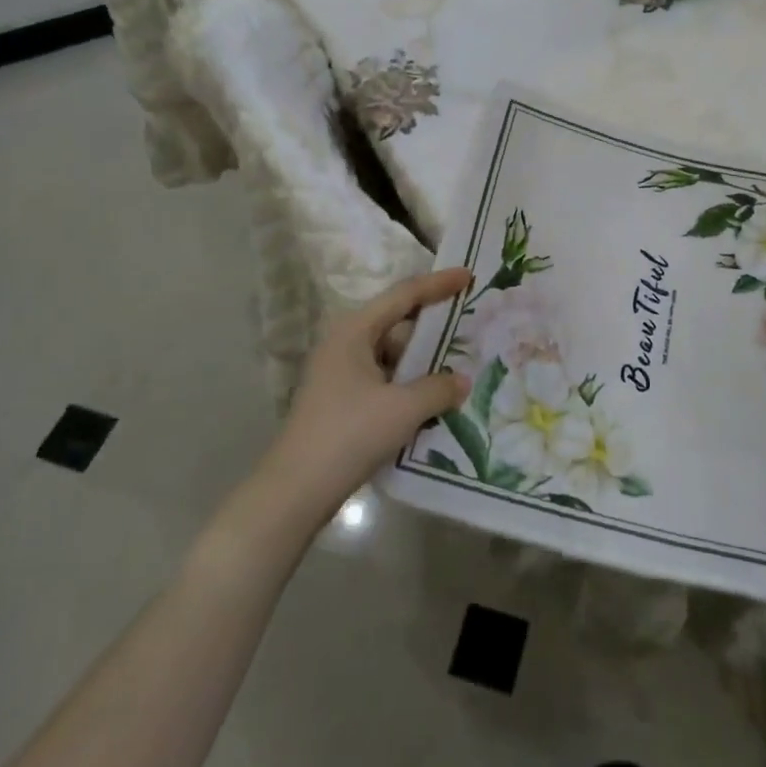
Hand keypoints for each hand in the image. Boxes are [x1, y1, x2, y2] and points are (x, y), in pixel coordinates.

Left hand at [263, 267, 471, 522]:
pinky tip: (433, 400)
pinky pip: (384, 380)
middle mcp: (345, 343)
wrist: (296, 490)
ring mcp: (340, 373)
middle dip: (433, 326)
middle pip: (397, 323)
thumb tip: (462, 380)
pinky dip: (408, 385)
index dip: (438, 284)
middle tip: (469, 326)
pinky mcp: (341, 401)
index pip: (404, 295)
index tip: (469, 275)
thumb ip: (439, 388)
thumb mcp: (403, 409)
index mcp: (354, 331)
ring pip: (391, 355)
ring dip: (422, 362)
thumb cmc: (349, 434)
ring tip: (459, 367)